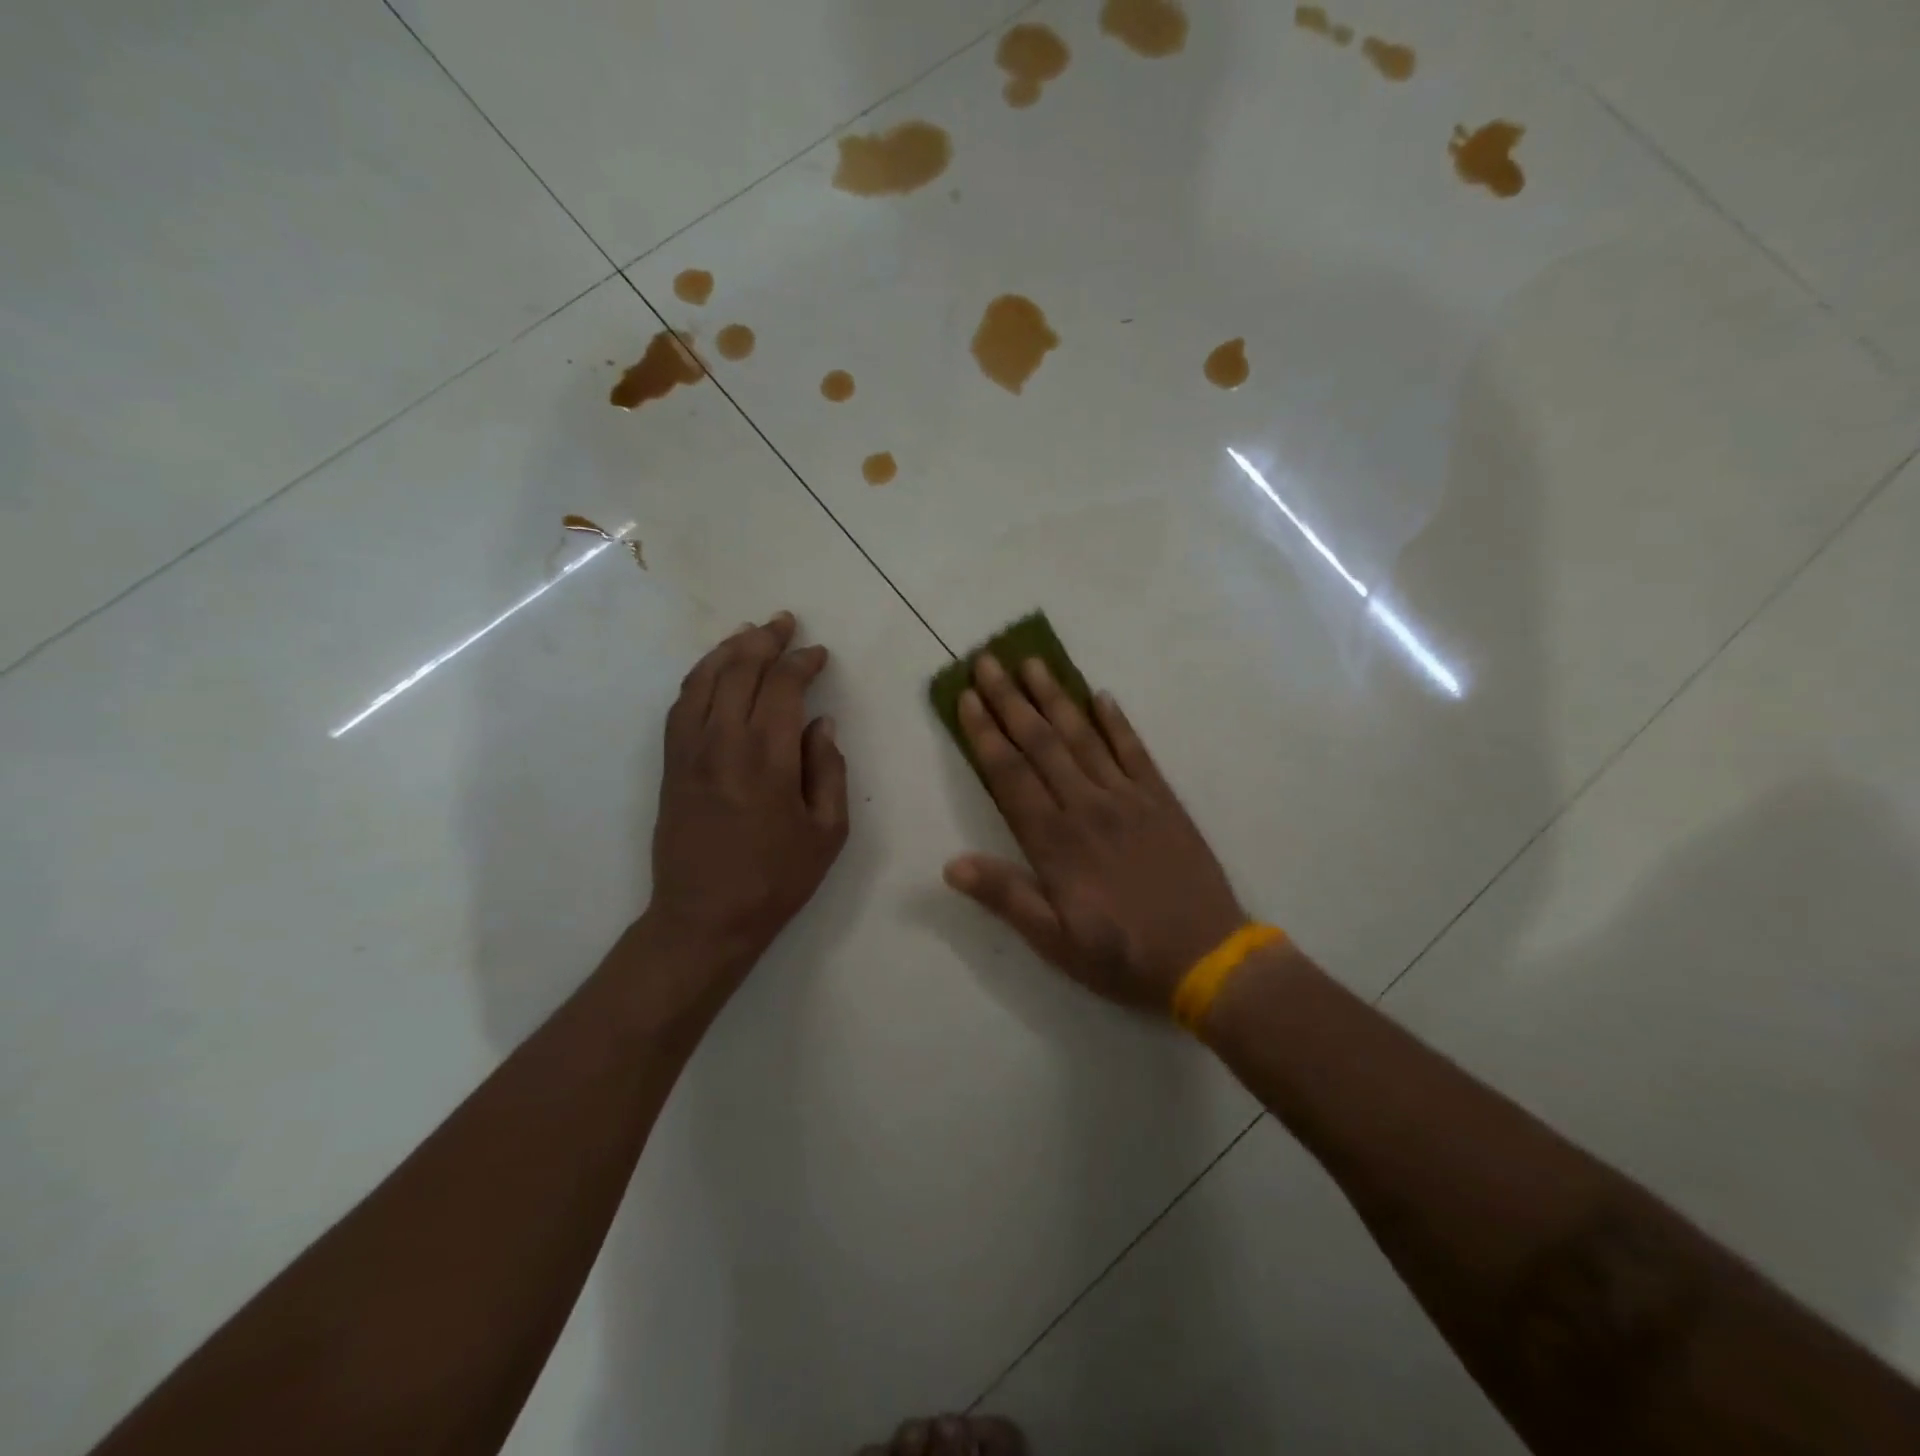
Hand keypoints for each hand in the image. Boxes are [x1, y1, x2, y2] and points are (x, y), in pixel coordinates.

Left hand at [646, 613, 848, 976]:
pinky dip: (699, 676)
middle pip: (739, 669)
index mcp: (767, 757)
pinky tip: (714, 670)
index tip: (819, 655)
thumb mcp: (827, 832)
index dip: (802, 663)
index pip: (782, 686)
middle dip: (765, 640)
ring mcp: (689, 750)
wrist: (704, 918)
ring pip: (704, 679)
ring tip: (750, 632)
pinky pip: (681, 704)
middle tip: (786, 624)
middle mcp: (722, 742)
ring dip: (728, 649)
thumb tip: (820, 724)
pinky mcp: (670, 764)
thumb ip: (828, 770)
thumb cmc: (776, 880)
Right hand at [943, 654, 1245, 1013]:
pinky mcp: (1162, 799)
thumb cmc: (1122, 956)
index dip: (985, 734)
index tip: (967, 698)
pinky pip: (1134, 750)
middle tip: (988, 661)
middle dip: (1010, 700)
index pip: (1010, 775)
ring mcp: (1128, 798)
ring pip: (1083, 736)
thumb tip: (951, 864)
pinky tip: (1100, 696)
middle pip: (1041, 743)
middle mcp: (1087, 807)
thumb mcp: (1055, 941)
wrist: (1206, 957)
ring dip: (1055, 698)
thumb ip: (1006, 897)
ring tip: (1033, 663)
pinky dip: (1116, 721)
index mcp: (1055, 842)